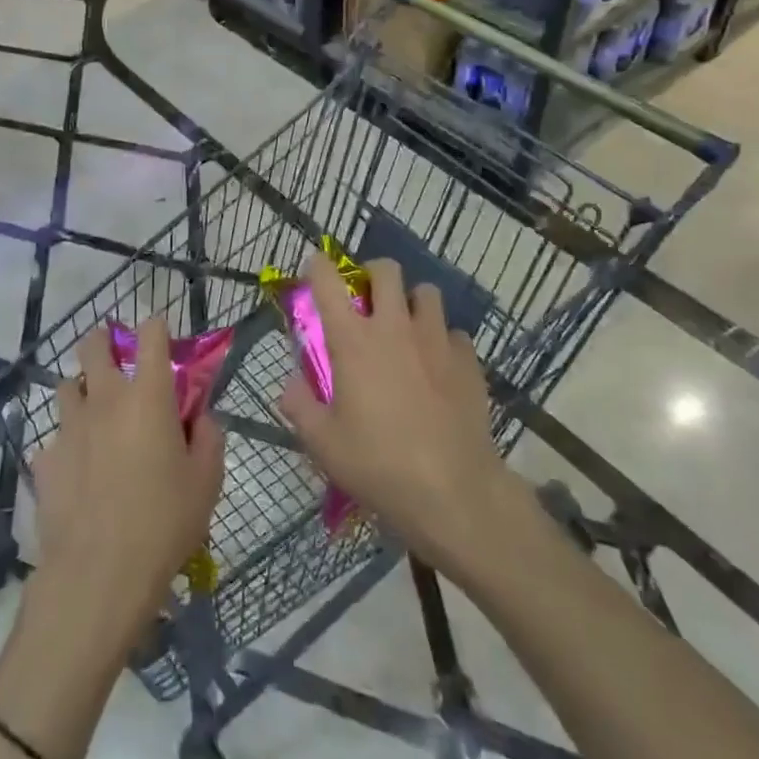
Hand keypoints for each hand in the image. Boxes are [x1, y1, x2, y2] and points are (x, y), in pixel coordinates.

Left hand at [30, 317, 224, 652]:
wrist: (98, 574)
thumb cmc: (164, 522)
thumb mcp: (206, 482)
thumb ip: (209, 438)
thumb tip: (201, 417)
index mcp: (148, 396)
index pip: (151, 335)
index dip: (156, 327)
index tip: (160, 334)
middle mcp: (104, 398)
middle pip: (94, 345)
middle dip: (103, 341)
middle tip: (115, 357)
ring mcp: (68, 427)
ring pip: (66, 386)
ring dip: (81, 390)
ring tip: (95, 414)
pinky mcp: (44, 459)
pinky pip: (54, 437)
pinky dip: (67, 443)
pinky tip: (77, 471)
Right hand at [278, 254, 522, 585]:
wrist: (454, 492)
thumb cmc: (378, 465)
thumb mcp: (322, 443)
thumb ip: (299, 406)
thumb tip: (289, 384)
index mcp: (353, 341)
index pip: (328, 282)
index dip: (319, 266)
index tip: (316, 268)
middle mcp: (394, 327)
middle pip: (386, 271)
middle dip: (372, 275)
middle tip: (366, 300)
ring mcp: (436, 340)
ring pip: (427, 293)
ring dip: (412, 303)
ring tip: (407, 329)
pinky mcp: (468, 361)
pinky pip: (454, 333)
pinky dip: (443, 341)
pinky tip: (439, 367)